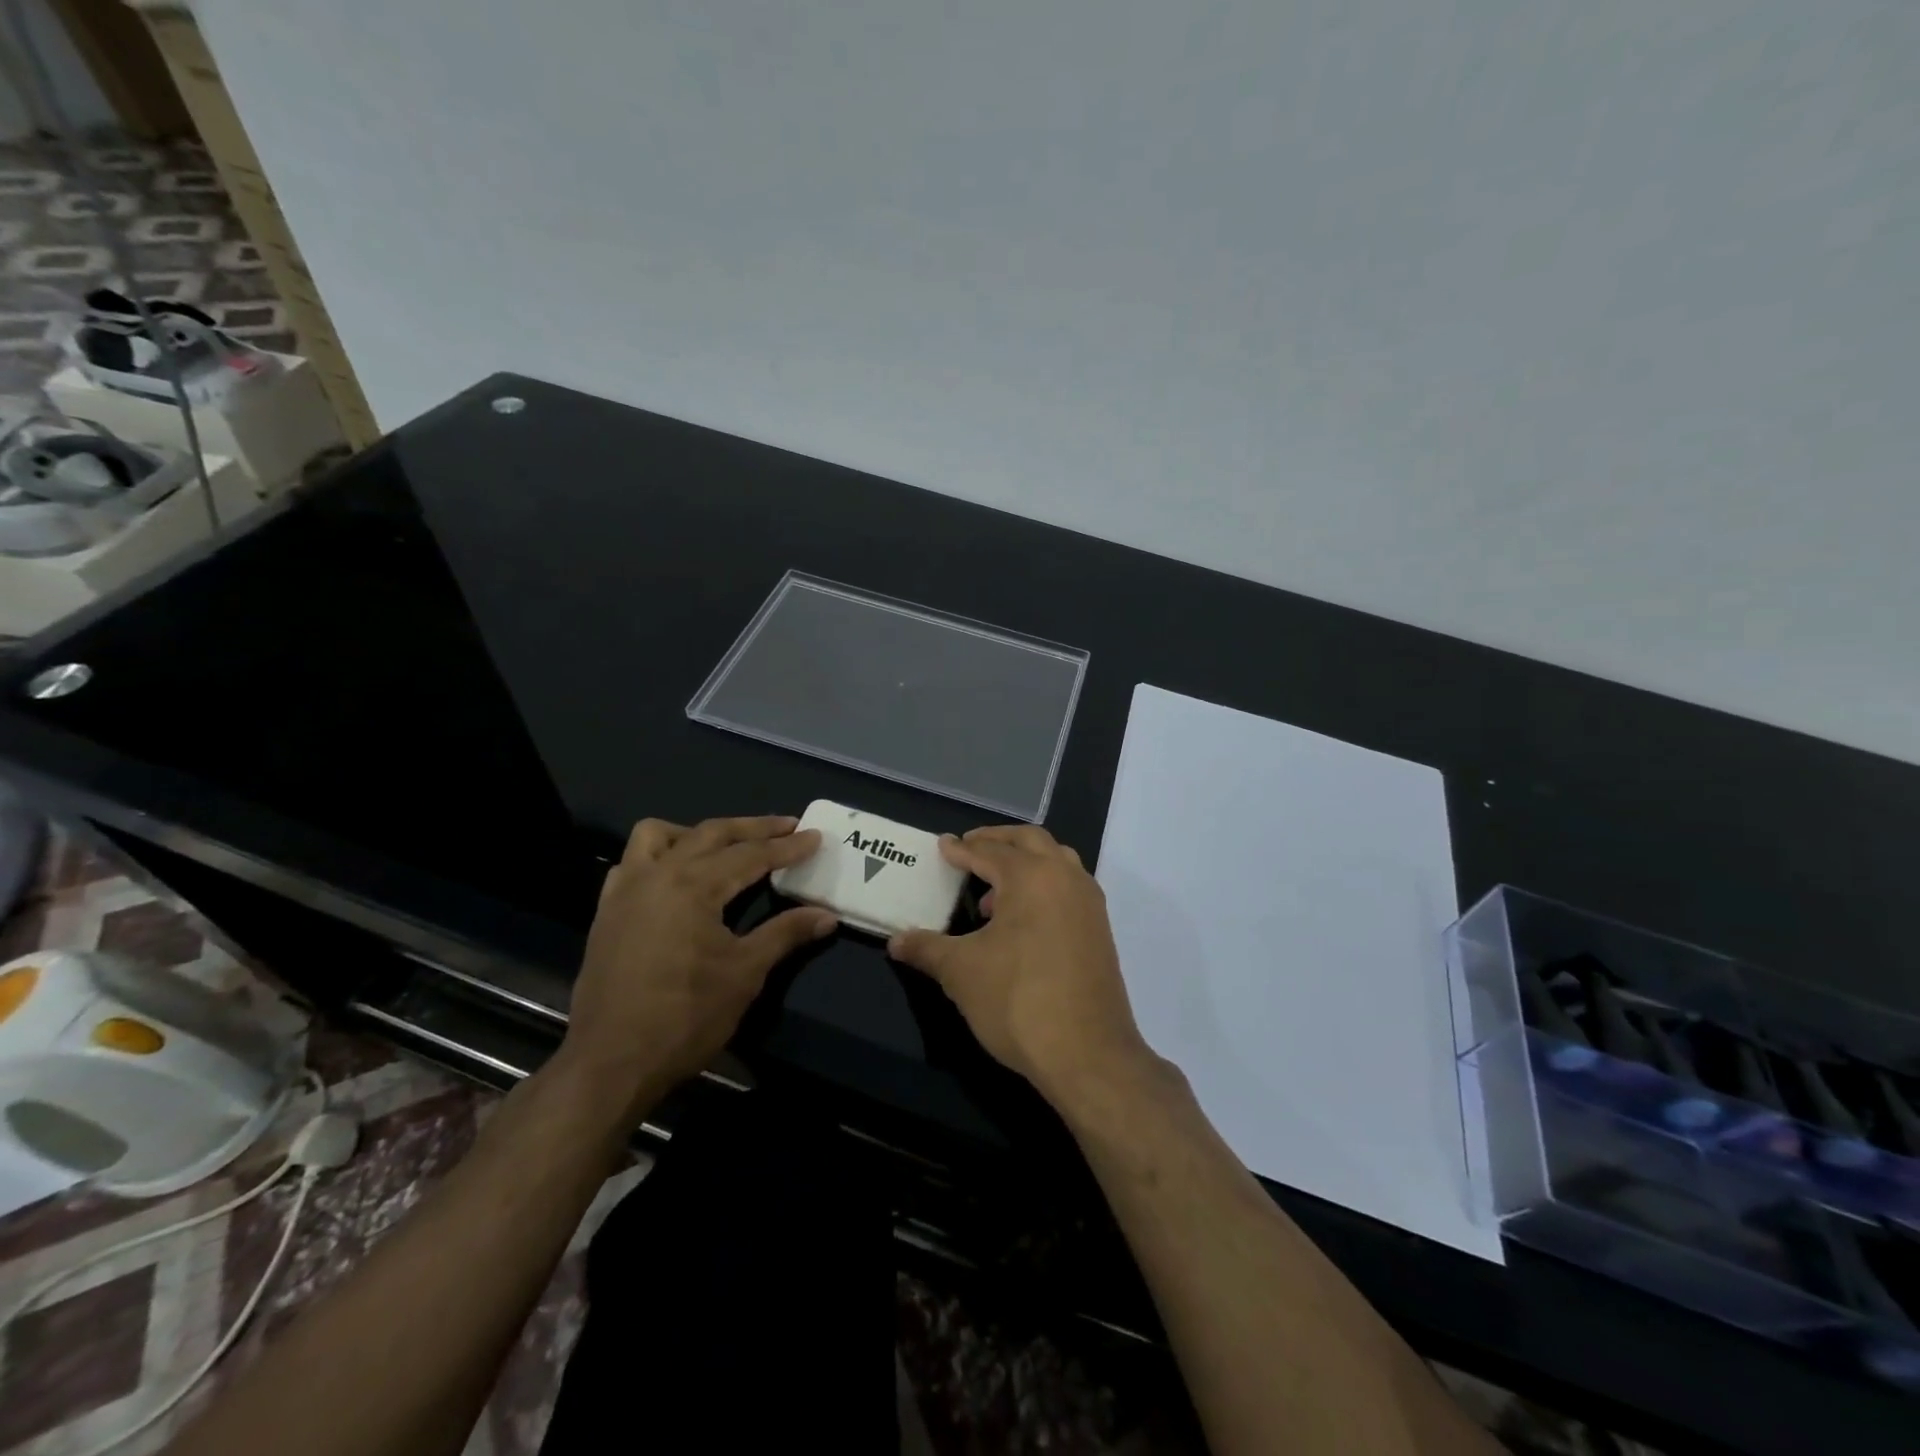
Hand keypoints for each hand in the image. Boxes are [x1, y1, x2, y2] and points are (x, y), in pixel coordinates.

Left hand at [557, 815, 835, 1120]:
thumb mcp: (745, 973)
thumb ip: (785, 934)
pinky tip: (674, 877)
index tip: (815, 837)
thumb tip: (827, 915)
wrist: (611, 1062)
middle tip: (788, 826)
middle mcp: (658, 874)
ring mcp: (626, 890)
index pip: (751, 855)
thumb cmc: (685, 1016)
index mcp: (694, 885)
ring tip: (724, 847)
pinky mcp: (607, 911)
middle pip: (712, 833)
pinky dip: (658, 856)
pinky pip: (631, 862)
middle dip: (753, 827)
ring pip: (659, 835)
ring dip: (697, 833)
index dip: (787, 847)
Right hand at [887, 825, 1155, 1110]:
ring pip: (1056, 861)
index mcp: (1032, 876)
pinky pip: (1069, 888)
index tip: (943, 847)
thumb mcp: (962, 972)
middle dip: (998, 840)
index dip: (962, 849)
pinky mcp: (1100, 930)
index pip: (990, 851)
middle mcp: (1066, 878)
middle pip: (1030, 840)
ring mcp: (1089, 903)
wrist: (1088, 1054)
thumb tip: (896, 942)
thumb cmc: (1018, 1001)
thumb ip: (927, 949)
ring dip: (1025, 863)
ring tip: (993, 891)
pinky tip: (1021, 922)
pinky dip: (1044, 886)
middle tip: (970, 848)